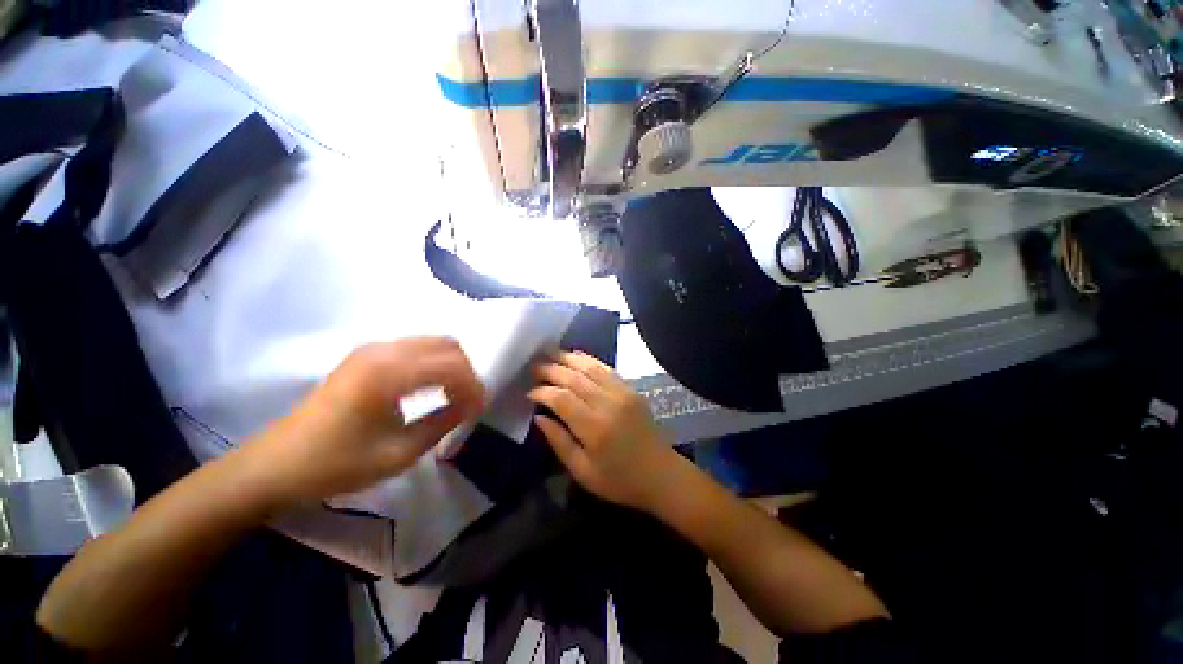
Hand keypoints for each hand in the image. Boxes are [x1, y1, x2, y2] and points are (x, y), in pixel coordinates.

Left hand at [246, 337, 484, 503]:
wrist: (275, 465)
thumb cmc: (335, 464)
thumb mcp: (398, 454)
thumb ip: (443, 423)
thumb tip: (472, 404)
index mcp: (387, 374)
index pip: (452, 365)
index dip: (473, 386)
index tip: (478, 410)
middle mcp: (383, 350)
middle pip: (447, 345)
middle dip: (466, 372)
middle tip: (468, 402)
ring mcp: (373, 348)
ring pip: (434, 342)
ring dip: (452, 366)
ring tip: (454, 396)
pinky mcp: (367, 354)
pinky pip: (417, 347)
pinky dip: (434, 363)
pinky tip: (431, 387)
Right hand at [528, 351, 676, 511]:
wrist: (660, 474)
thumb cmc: (619, 480)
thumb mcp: (583, 471)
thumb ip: (559, 442)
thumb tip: (539, 417)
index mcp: (594, 427)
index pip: (561, 399)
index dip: (542, 392)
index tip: (529, 392)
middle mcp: (608, 403)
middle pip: (574, 378)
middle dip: (551, 369)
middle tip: (534, 367)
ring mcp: (622, 393)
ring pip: (590, 368)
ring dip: (568, 358)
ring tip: (550, 354)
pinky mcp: (631, 390)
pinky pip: (607, 369)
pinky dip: (589, 360)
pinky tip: (576, 356)